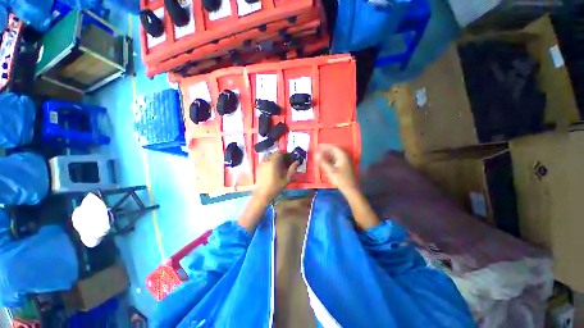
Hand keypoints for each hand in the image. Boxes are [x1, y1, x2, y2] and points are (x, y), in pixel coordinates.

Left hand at [254, 152, 299, 201]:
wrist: (262, 194)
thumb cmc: (275, 187)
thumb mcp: (286, 179)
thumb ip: (292, 169)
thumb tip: (297, 162)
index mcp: (273, 162)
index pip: (281, 153)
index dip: (287, 154)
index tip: (291, 158)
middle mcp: (267, 160)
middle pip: (275, 154)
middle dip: (282, 156)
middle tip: (287, 162)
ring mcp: (261, 163)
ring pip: (270, 157)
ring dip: (276, 159)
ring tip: (280, 165)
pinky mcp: (259, 167)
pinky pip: (266, 161)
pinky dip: (271, 162)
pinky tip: (274, 169)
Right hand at [316, 144, 357, 193]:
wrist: (350, 189)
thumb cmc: (341, 179)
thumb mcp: (330, 170)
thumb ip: (323, 161)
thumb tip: (316, 154)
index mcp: (342, 156)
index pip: (333, 147)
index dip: (325, 146)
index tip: (318, 147)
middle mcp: (344, 157)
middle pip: (334, 151)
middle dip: (325, 151)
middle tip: (317, 152)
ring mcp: (344, 162)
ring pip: (334, 156)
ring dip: (327, 156)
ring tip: (319, 157)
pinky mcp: (343, 167)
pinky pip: (335, 160)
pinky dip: (329, 160)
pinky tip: (324, 163)